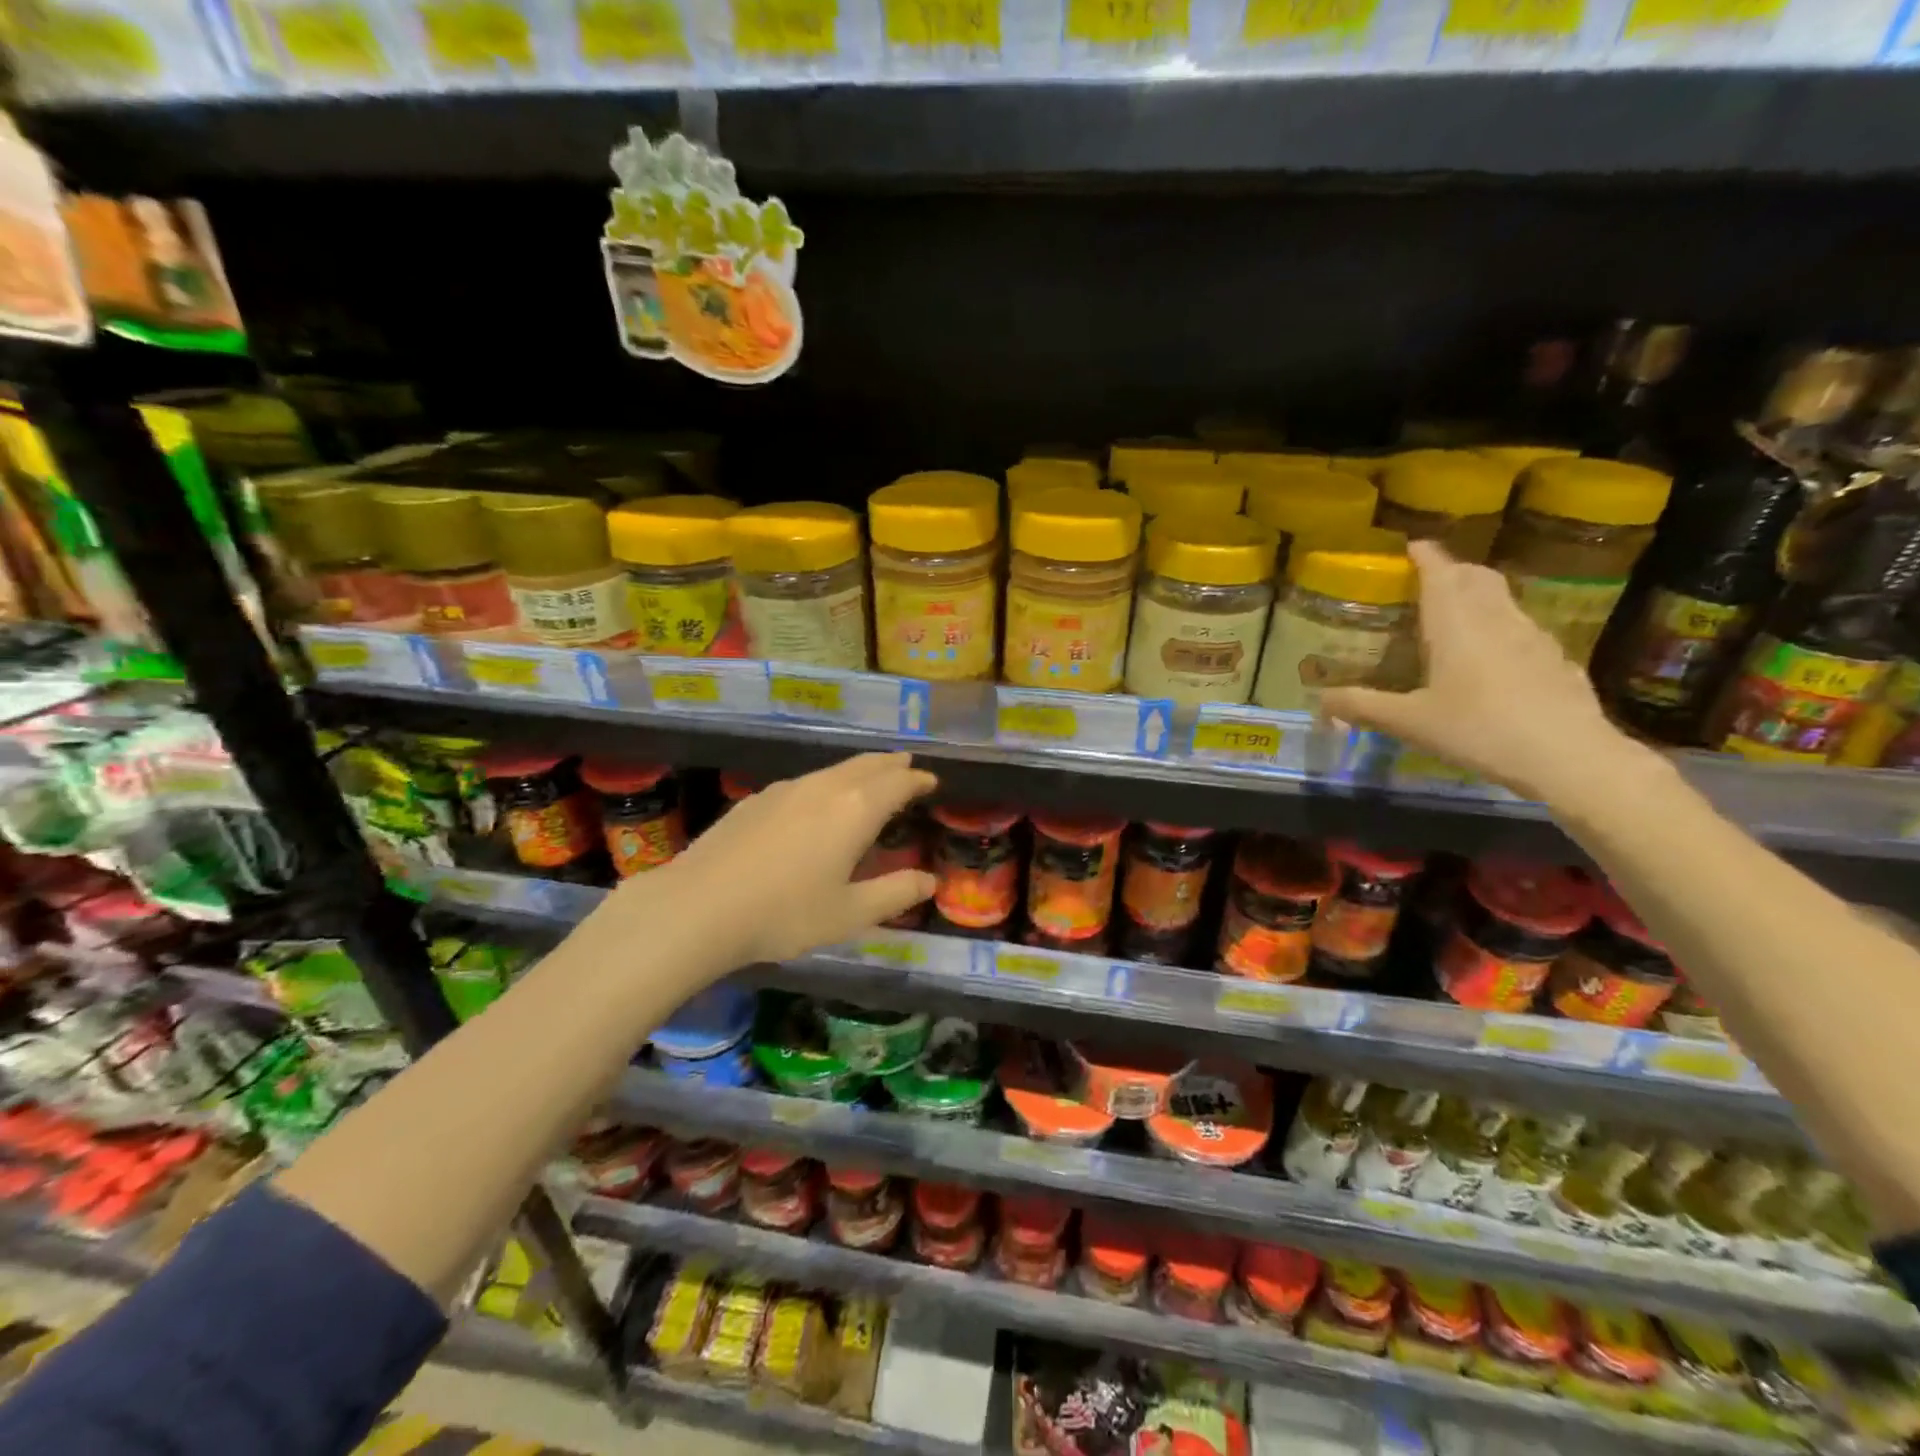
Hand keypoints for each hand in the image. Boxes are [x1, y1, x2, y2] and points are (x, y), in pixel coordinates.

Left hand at [651, 752, 937, 966]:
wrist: (698, 907)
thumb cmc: (784, 914)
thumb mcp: (849, 914)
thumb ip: (894, 894)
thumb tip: (930, 881)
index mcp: (855, 810)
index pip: (897, 783)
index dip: (917, 780)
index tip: (931, 780)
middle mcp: (824, 788)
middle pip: (866, 765)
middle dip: (891, 764)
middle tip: (907, 764)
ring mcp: (786, 789)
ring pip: (834, 769)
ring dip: (860, 770)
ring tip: (870, 777)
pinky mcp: (756, 799)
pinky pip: (806, 782)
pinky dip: (828, 782)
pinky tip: (817, 801)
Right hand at [1321, 541, 1642, 803]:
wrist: (1569, 757)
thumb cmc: (1479, 729)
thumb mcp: (1409, 722)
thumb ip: (1363, 707)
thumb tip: (1320, 700)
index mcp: (1456, 624)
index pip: (1440, 573)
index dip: (1425, 556)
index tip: (1412, 545)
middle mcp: (1495, 619)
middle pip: (1476, 578)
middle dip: (1453, 570)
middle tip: (1430, 578)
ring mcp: (1532, 637)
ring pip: (1502, 600)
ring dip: (1478, 595)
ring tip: (1457, 612)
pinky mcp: (1556, 660)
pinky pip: (1522, 628)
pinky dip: (1501, 626)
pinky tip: (1493, 656)